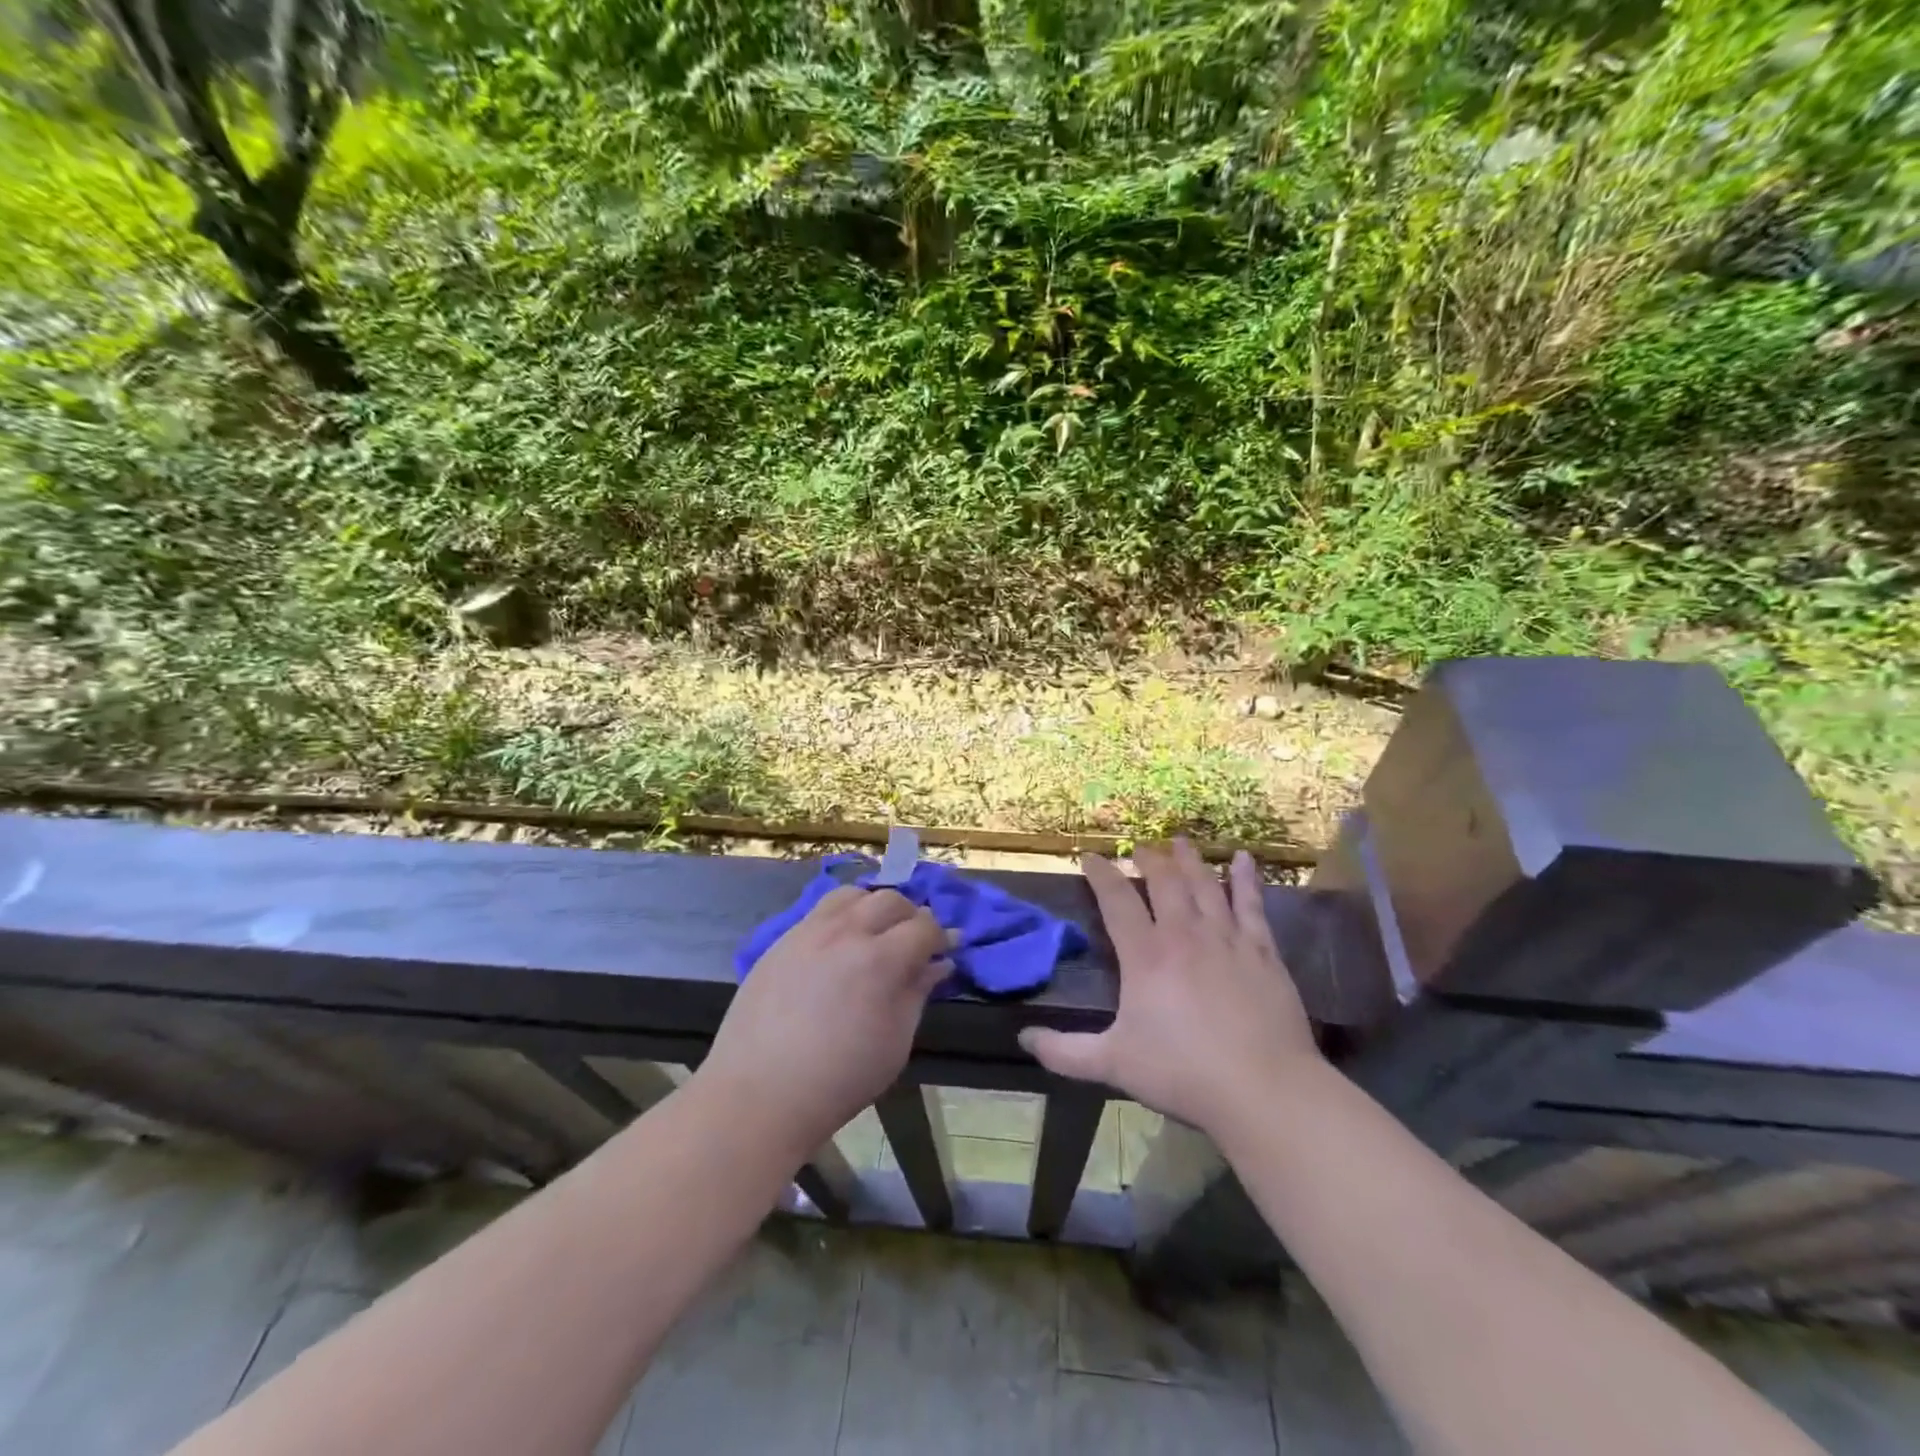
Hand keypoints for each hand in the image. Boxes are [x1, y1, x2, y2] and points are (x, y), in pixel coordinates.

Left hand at [700, 885, 951, 1157]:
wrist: (759, 1094)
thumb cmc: (839, 1079)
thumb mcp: (895, 1043)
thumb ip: (917, 994)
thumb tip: (938, 964)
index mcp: (879, 959)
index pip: (923, 927)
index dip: (940, 936)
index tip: (946, 950)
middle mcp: (845, 932)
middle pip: (889, 900)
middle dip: (910, 916)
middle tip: (914, 943)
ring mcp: (808, 932)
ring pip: (851, 895)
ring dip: (872, 907)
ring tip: (875, 934)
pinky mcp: (781, 941)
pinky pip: (819, 911)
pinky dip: (840, 916)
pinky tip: (839, 946)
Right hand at [1019, 838, 1318, 1135]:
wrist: (1263, 1089)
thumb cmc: (1183, 1073)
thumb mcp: (1113, 1064)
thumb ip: (1065, 1051)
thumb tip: (1023, 1038)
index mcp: (1145, 955)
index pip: (1116, 900)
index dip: (1101, 874)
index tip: (1090, 857)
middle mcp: (1183, 934)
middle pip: (1163, 881)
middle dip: (1147, 859)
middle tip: (1139, 847)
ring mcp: (1226, 938)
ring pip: (1204, 884)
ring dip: (1189, 860)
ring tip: (1179, 840)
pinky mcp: (1261, 951)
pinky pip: (1251, 903)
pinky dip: (1246, 878)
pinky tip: (1245, 858)